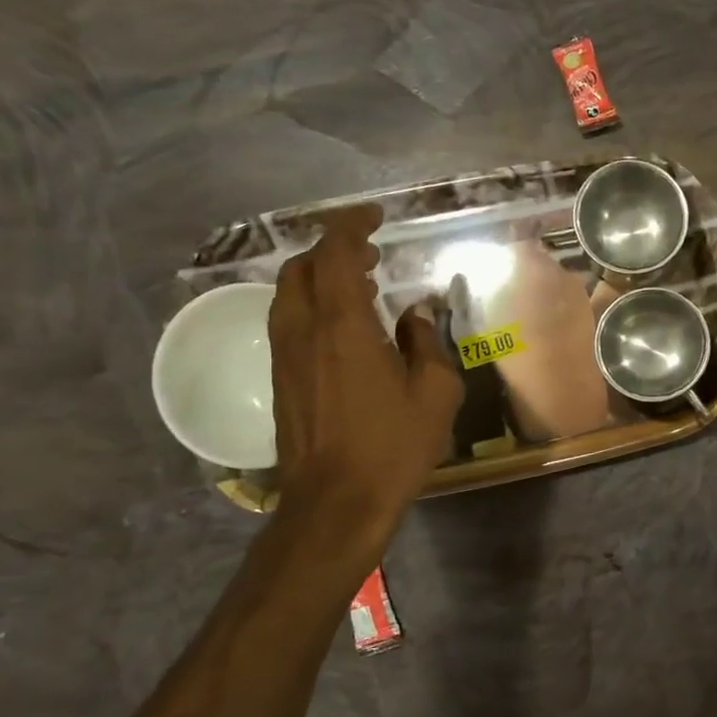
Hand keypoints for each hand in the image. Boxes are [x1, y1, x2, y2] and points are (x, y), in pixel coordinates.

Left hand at [268, 205, 461, 564]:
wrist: (336, 501)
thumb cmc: (393, 446)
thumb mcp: (434, 393)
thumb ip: (426, 343)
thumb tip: (414, 315)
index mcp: (343, 326)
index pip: (336, 254)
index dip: (351, 226)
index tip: (373, 215)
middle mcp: (304, 330)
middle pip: (302, 268)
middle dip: (333, 249)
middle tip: (371, 253)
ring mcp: (286, 355)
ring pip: (289, 294)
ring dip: (320, 277)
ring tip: (360, 284)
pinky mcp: (281, 378)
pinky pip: (289, 321)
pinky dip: (312, 304)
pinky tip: (344, 326)